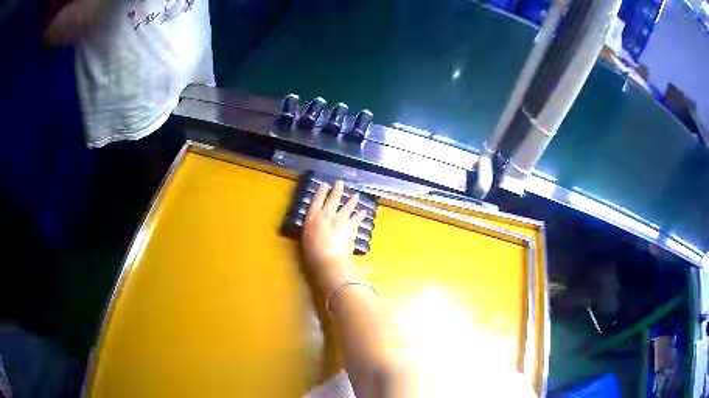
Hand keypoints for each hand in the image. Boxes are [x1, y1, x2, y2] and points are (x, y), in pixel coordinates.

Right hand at [301, 181, 367, 291]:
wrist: (330, 261)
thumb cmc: (312, 254)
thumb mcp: (306, 239)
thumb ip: (311, 229)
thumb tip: (315, 225)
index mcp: (312, 218)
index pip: (316, 201)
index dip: (320, 192)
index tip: (324, 185)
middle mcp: (327, 215)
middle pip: (333, 199)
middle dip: (337, 190)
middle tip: (340, 183)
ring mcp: (341, 220)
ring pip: (348, 206)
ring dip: (352, 200)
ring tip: (356, 195)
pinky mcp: (351, 228)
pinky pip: (357, 219)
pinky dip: (361, 215)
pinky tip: (364, 212)